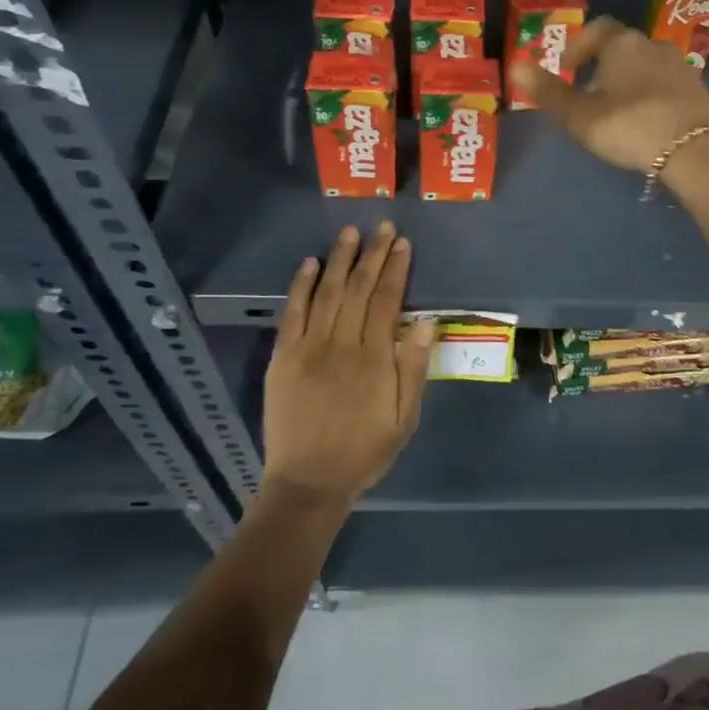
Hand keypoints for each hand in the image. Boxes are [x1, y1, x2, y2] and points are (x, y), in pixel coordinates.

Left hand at [262, 222, 434, 507]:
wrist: (309, 483)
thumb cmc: (365, 451)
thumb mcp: (405, 418)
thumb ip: (413, 368)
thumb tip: (424, 321)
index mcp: (374, 359)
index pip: (387, 301)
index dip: (396, 269)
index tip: (402, 244)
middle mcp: (341, 345)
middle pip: (359, 289)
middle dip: (373, 255)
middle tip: (383, 226)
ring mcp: (308, 348)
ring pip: (327, 293)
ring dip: (340, 260)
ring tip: (350, 233)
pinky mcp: (283, 357)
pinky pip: (292, 314)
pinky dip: (300, 286)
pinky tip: (309, 263)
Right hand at [509, 16, 708, 172]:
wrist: (695, 150)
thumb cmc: (629, 126)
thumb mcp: (580, 115)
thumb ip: (548, 92)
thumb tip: (514, 66)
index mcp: (622, 43)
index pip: (596, 29)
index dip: (578, 47)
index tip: (568, 70)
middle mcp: (653, 44)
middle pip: (622, 47)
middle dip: (602, 66)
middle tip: (588, 95)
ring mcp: (680, 65)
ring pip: (645, 65)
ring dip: (628, 80)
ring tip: (616, 110)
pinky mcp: (698, 88)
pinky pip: (665, 83)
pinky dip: (651, 94)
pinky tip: (646, 119)